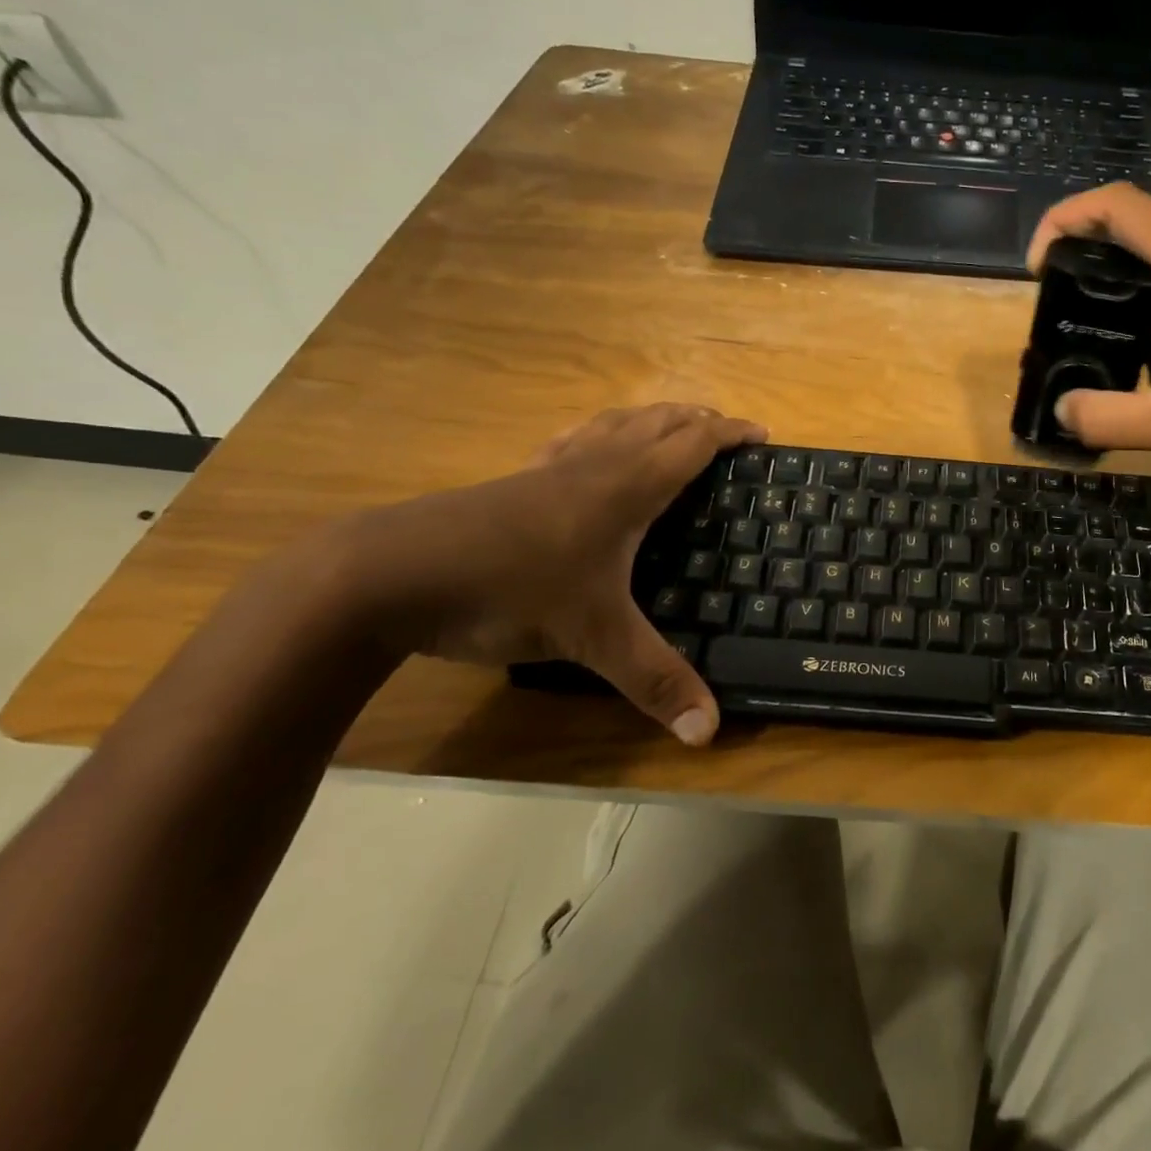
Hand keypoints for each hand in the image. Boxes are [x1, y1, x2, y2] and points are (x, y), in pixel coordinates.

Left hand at [342, 404, 765, 745]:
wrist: (388, 573)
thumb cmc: (508, 588)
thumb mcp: (590, 638)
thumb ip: (653, 681)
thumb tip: (709, 732)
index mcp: (625, 487)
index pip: (692, 444)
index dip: (730, 434)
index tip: (762, 435)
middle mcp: (593, 465)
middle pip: (657, 422)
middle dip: (698, 419)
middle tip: (727, 430)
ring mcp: (549, 469)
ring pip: (613, 424)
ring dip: (652, 419)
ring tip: (671, 428)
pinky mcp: (514, 481)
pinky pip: (573, 441)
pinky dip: (600, 435)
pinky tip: (588, 453)